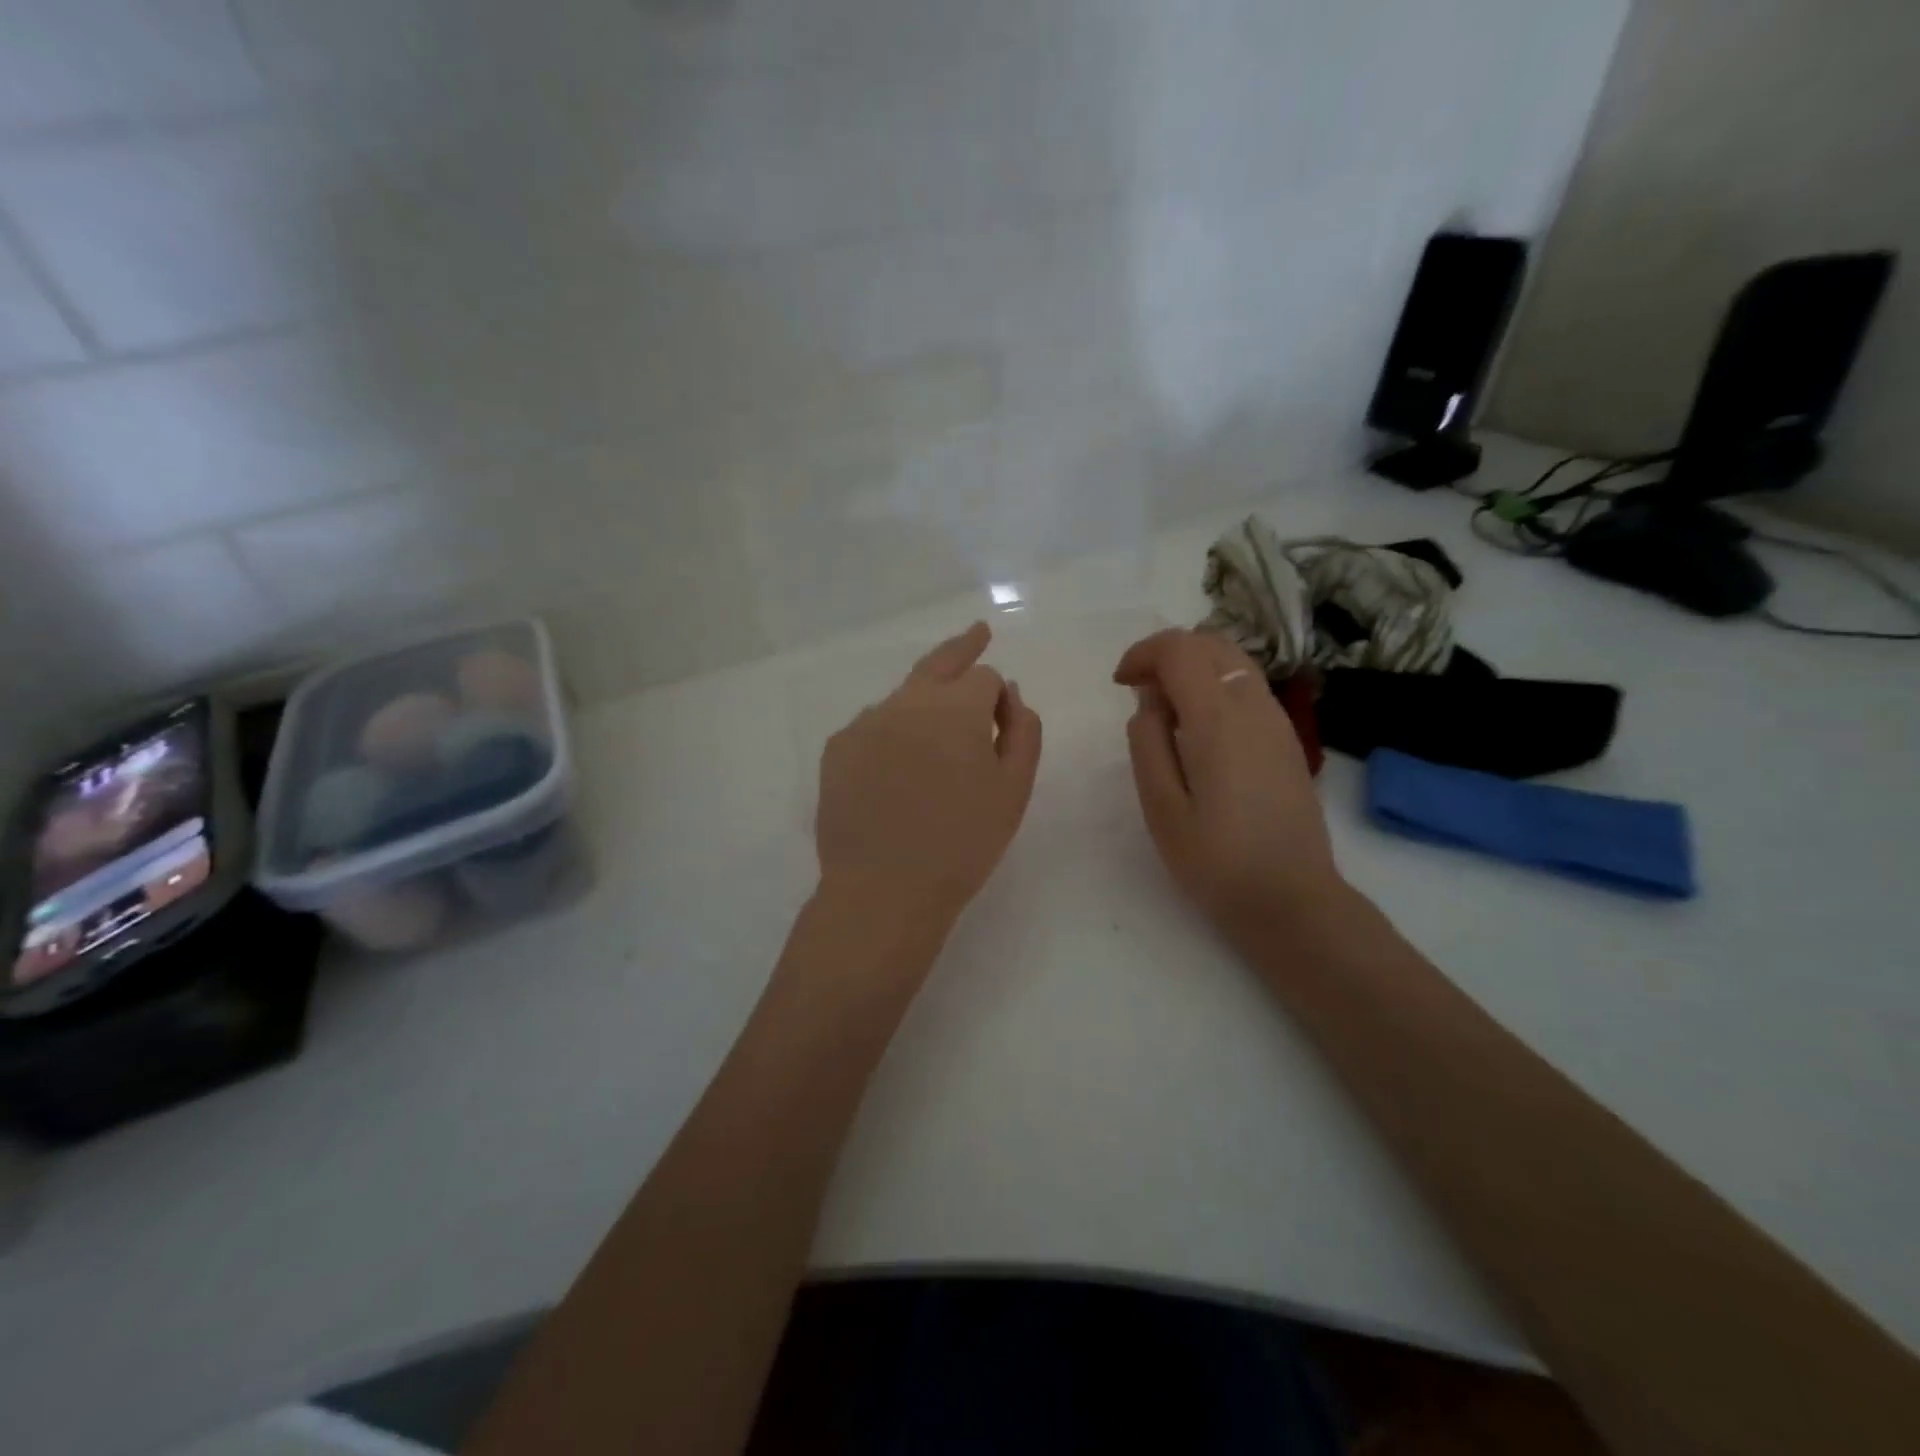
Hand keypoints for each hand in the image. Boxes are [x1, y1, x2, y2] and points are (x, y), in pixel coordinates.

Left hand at [816, 622, 1042, 929]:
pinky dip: (892, 733)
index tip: (1002, 722)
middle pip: (938, 662)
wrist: (884, 889)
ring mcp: (865, 722)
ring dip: (924, 703)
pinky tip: (896, 770)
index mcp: (956, 708)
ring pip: (904, 697)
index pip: (982, 676)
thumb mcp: (1014, 790)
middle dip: (962, 647)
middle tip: (977, 633)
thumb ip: (1022, 731)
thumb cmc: (963, 844)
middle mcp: (907, 701)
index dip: (997, 697)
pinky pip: (873, 726)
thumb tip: (1009, 694)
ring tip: (934, 741)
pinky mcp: (837, 748)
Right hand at [1114, 628, 1342, 939]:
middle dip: (1168, 653)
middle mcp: (1253, 706)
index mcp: (1217, 719)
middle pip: (1211, 642)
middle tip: (1140, 691)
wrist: (1291, 899)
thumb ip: (1148, 743)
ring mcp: (1278, 721)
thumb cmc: (1216, 860)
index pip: (1179, 649)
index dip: (1143, 654)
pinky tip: (1200, 731)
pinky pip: (1248, 687)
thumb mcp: (1161, 807)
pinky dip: (1217, 686)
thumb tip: (1149, 703)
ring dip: (1194, 667)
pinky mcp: (1288, 739)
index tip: (1120, 684)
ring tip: (1167, 711)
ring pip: (1234, 661)